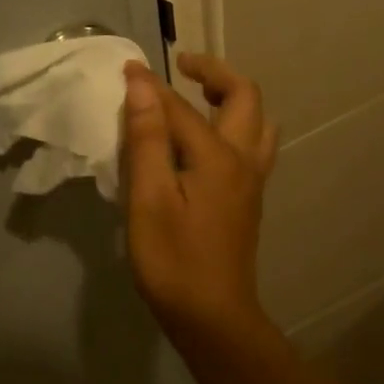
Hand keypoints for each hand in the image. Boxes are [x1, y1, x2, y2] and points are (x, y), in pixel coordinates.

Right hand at [119, 53, 279, 348]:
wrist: (212, 317)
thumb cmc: (173, 260)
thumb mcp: (149, 198)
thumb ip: (148, 138)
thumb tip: (142, 83)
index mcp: (218, 156)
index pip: (181, 107)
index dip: (151, 86)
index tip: (125, 68)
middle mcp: (243, 160)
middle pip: (244, 98)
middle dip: (215, 73)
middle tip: (182, 66)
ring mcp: (251, 181)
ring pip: (258, 122)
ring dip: (233, 98)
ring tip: (200, 97)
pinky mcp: (248, 200)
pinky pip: (253, 145)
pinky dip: (235, 124)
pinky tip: (208, 140)